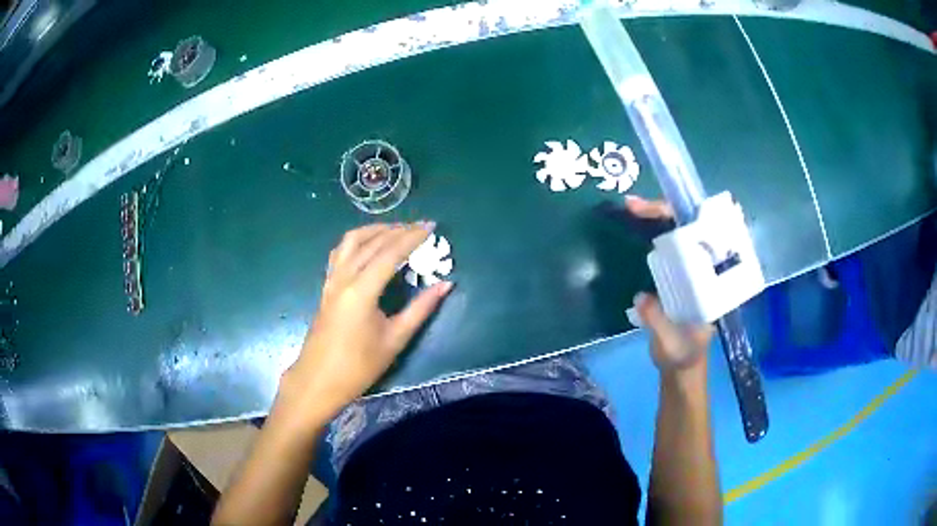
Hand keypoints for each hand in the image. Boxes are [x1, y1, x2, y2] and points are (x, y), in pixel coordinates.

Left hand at [280, 223, 451, 424]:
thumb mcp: (395, 339)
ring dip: (375, 230)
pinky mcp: (326, 286)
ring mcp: (331, 280)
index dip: (412, 237)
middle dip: (398, 230)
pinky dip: (358, 241)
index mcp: (361, 291)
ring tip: (397, 230)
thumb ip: (421, 308)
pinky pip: (341, 252)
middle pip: (371, 242)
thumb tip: (446, 285)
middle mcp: (343, 278)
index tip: (431, 226)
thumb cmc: (359, 366)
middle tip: (421, 226)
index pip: (390, 253)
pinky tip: (369, 246)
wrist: (319, 380)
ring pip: (352, 241)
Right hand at [625, 196, 713, 373]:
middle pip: (689, 229)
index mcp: (713, 284)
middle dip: (663, 210)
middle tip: (633, 204)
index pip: (705, 240)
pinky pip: (666, 249)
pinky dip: (650, 234)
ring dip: (655, 218)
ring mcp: (690, 272)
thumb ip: (659, 322)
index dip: (685, 222)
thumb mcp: (672, 344)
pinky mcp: (676, 277)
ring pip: (677, 235)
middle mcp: (704, 271)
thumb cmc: (683, 357)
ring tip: (632, 207)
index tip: (661, 212)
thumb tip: (642, 296)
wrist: (680, 369)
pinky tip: (634, 227)